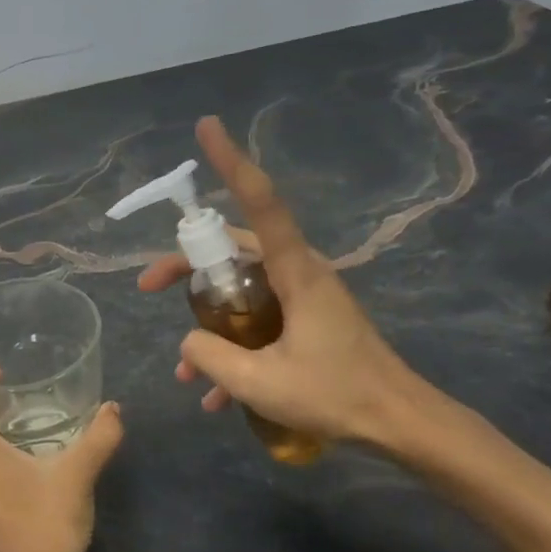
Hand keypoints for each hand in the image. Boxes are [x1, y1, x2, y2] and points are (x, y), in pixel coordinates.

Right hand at [137, 115, 428, 448]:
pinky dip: (234, 347)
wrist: (400, 424)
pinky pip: (258, 319)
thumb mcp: (261, 383)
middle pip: (234, 247)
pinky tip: (215, 395)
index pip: (260, 202)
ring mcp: (304, 297)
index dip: (232, 162)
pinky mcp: (308, 320)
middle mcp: (299, 272)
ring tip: (185, 371)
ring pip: (241, 288)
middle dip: (188, 265)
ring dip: (208, 321)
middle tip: (150, 286)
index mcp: (295, 271)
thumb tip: (187, 342)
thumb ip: (211, 357)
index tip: (207, 127)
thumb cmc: (336, 396)